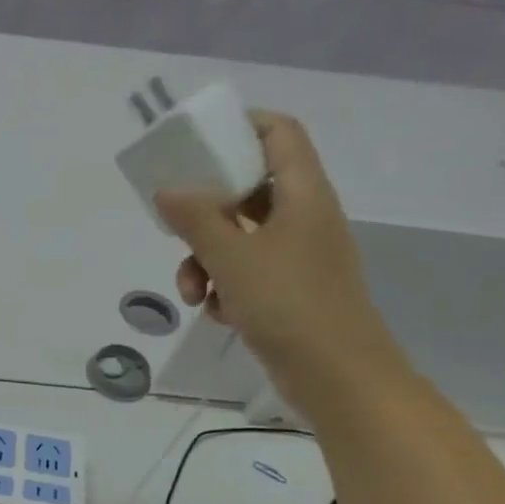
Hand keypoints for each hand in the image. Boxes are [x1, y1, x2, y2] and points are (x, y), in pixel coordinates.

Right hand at [155, 110, 407, 415]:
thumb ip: (196, 220)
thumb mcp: (233, 258)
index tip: (197, 143)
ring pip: (239, 237)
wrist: (338, 377)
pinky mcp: (288, 290)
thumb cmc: (290, 305)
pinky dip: (225, 286)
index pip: (279, 133)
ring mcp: (297, 256)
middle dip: (205, 211)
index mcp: (303, 194)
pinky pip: (246, 272)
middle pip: (248, 189)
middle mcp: (303, 217)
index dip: (241, 126)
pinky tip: (217, 312)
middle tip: (175, 222)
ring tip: (192, 291)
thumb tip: (166, 191)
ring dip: (206, 259)